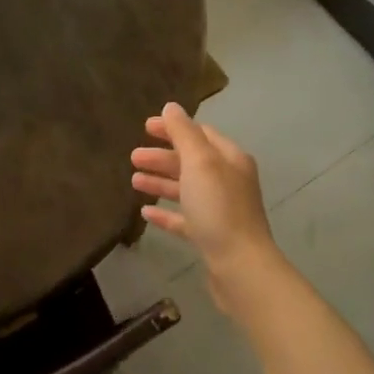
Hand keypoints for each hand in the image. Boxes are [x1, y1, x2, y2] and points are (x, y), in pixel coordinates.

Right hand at [131, 103, 278, 294]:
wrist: (239, 266)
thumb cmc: (218, 208)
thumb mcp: (199, 162)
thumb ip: (183, 133)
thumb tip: (171, 107)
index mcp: (230, 159)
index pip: (200, 134)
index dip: (173, 128)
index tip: (145, 127)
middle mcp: (228, 181)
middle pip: (191, 162)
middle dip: (162, 157)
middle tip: (133, 157)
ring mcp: (220, 210)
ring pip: (186, 189)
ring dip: (160, 182)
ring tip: (133, 181)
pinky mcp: (211, 236)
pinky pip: (184, 219)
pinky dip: (166, 213)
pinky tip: (145, 212)